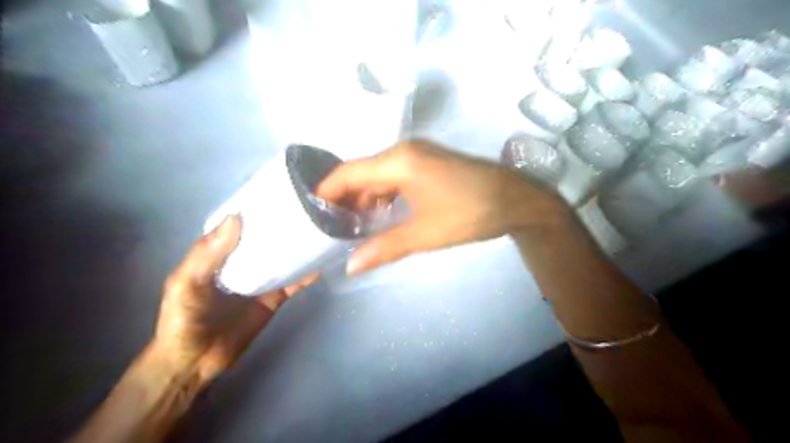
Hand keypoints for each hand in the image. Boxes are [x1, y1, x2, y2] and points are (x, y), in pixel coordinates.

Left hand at [152, 216, 315, 386]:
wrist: (195, 363)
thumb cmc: (183, 320)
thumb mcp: (186, 283)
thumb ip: (207, 254)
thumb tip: (237, 218)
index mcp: (218, 254)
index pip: (238, 226)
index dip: (253, 211)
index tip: (275, 195)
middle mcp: (241, 263)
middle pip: (264, 240)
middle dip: (281, 226)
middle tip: (305, 210)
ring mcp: (260, 280)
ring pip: (281, 258)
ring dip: (297, 248)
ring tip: (317, 231)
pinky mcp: (273, 298)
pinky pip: (293, 283)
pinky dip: (305, 275)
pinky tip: (319, 265)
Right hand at [317, 141, 570, 275]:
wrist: (517, 200)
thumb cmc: (469, 214)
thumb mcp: (425, 234)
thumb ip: (385, 248)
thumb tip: (350, 267)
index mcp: (399, 161)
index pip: (348, 172)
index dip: (326, 191)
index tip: (311, 213)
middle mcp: (404, 150)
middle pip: (361, 172)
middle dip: (345, 198)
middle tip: (331, 226)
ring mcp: (419, 154)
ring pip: (378, 173)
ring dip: (365, 197)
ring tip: (352, 225)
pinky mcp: (429, 162)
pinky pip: (395, 174)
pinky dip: (383, 193)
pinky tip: (381, 214)